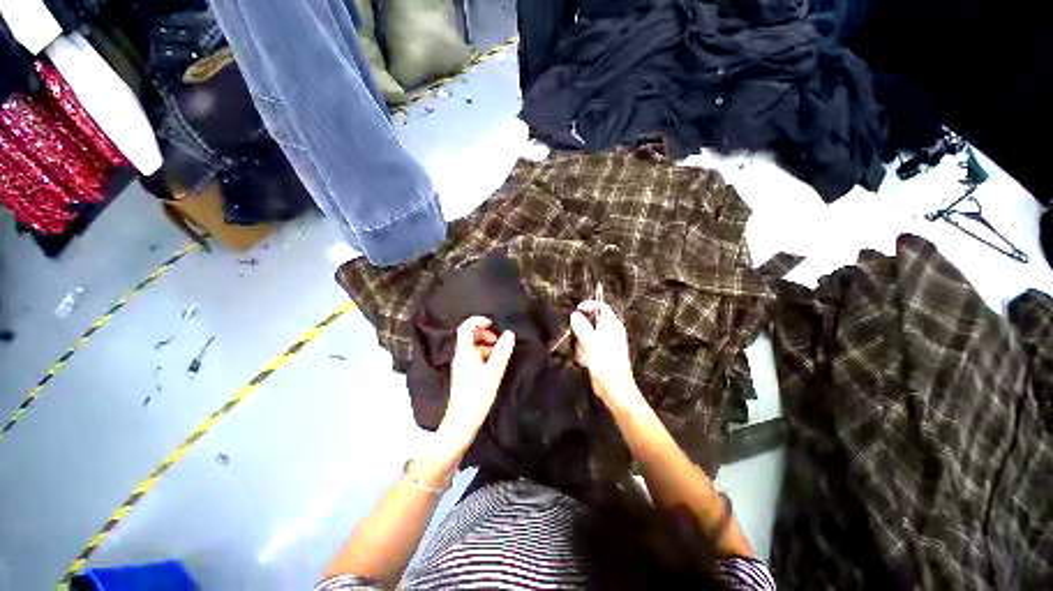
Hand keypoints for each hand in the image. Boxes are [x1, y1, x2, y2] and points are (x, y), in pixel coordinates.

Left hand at [438, 316, 515, 452]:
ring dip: (488, 346)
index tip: (493, 323)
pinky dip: (486, 356)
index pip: (466, 327)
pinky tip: (495, 365)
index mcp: (464, 352)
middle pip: (470, 336)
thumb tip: (509, 333)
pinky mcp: (465, 375)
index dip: (478, 320)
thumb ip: (502, 351)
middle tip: (500, 341)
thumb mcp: (493, 372)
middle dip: (486, 334)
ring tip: (500, 354)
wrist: (462, 422)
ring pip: (474, 347)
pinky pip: (475, 358)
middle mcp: (461, 356)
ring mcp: (462, 366)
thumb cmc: (477, 395)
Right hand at [570, 301, 645, 410]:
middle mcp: (609, 333)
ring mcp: (604, 344)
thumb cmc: (607, 366)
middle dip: (581, 331)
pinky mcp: (598, 355)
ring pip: (585, 336)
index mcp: (613, 326)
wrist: (614, 391)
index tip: (576, 310)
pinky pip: (585, 348)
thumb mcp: (592, 343)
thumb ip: (582, 327)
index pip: (601, 306)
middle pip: (590, 322)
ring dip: (581, 345)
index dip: (588, 306)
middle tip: (581, 340)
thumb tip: (574, 315)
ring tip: (586, 356)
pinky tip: (586, 362)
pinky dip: (583, 354)